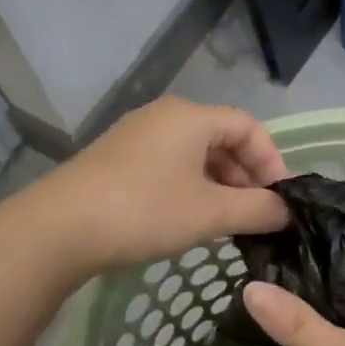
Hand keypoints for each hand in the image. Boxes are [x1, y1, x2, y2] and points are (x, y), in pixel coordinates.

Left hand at [37, 98, 290, 272]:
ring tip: (228, 223)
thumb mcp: (211, 213)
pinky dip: (191, 190)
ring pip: (195, 156)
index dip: (272, 162)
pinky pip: (169, 168)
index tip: (280, 200)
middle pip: (222, 139)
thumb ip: (257, 210)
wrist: (59, 229)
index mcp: (191, 116)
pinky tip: (191, 221)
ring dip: (220, 187)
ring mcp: (136, 138)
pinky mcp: (116, 162)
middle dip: (247, 178)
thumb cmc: (145, 210)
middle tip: (257, 216)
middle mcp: (164, 117)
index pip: (249, 127)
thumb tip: (286, 212)